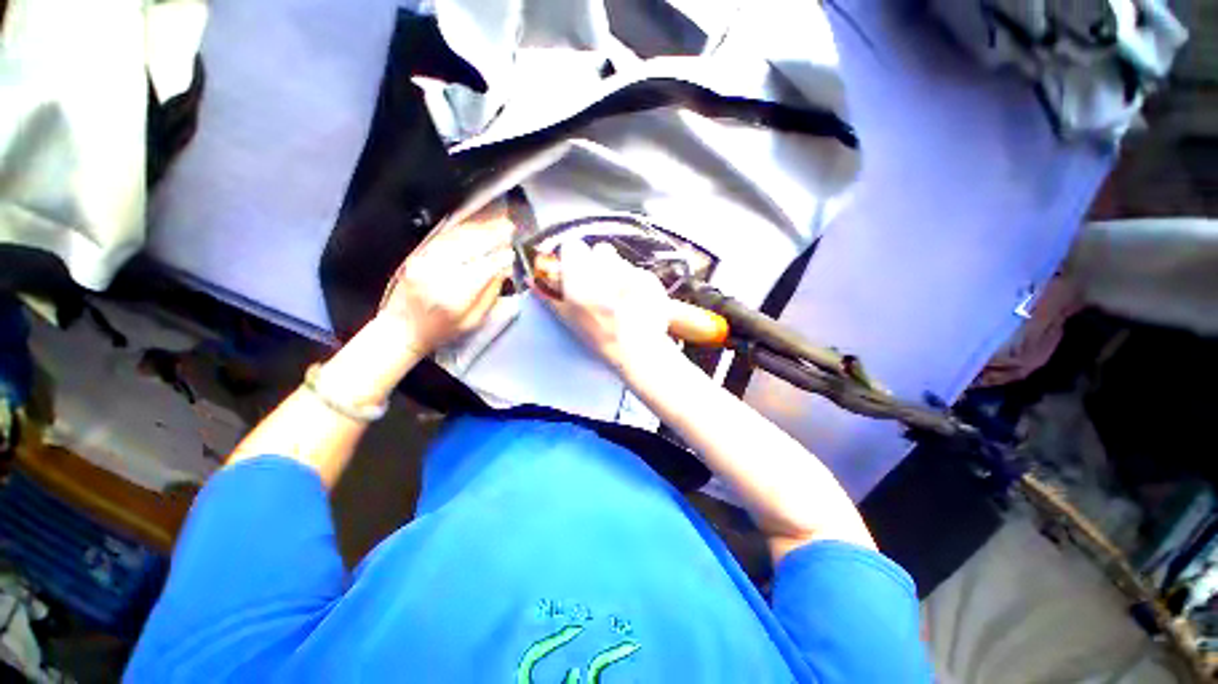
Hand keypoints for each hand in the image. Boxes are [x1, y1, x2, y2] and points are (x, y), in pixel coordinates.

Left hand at [378, 207, 514, 356]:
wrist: (401, 328)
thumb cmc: (441, 330)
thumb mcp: (473, 321)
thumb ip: (489, 295)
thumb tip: (503, 270)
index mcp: (453, 297)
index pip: (483, 269)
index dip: (500, 258)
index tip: (513, 252)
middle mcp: (437, 275)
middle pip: (470, 247)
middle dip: (493, 235)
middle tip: (510, 228)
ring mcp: (424, 262)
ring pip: (457, 237)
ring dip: (481, 228)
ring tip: (498, 222)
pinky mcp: (418, 255)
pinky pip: (444, 237)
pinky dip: (464, 229)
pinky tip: (477, 226)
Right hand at [538, 240, 678, 374]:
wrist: (635, 350)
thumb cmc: (599, 338)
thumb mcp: (569, 320)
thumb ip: (550, 296)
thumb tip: (531, 279)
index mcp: (581, 284)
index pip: (573, 247)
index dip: (573, 255)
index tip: (575, 267)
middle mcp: (605, 275)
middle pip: (600, 250)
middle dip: (598, 262)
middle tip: (600, 282)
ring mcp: (630, 276)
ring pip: (620, 259)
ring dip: (617, 270)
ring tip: (619, 292)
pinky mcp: (649, 279)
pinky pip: (637, 270)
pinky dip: (635, 280)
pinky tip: (634, 297)